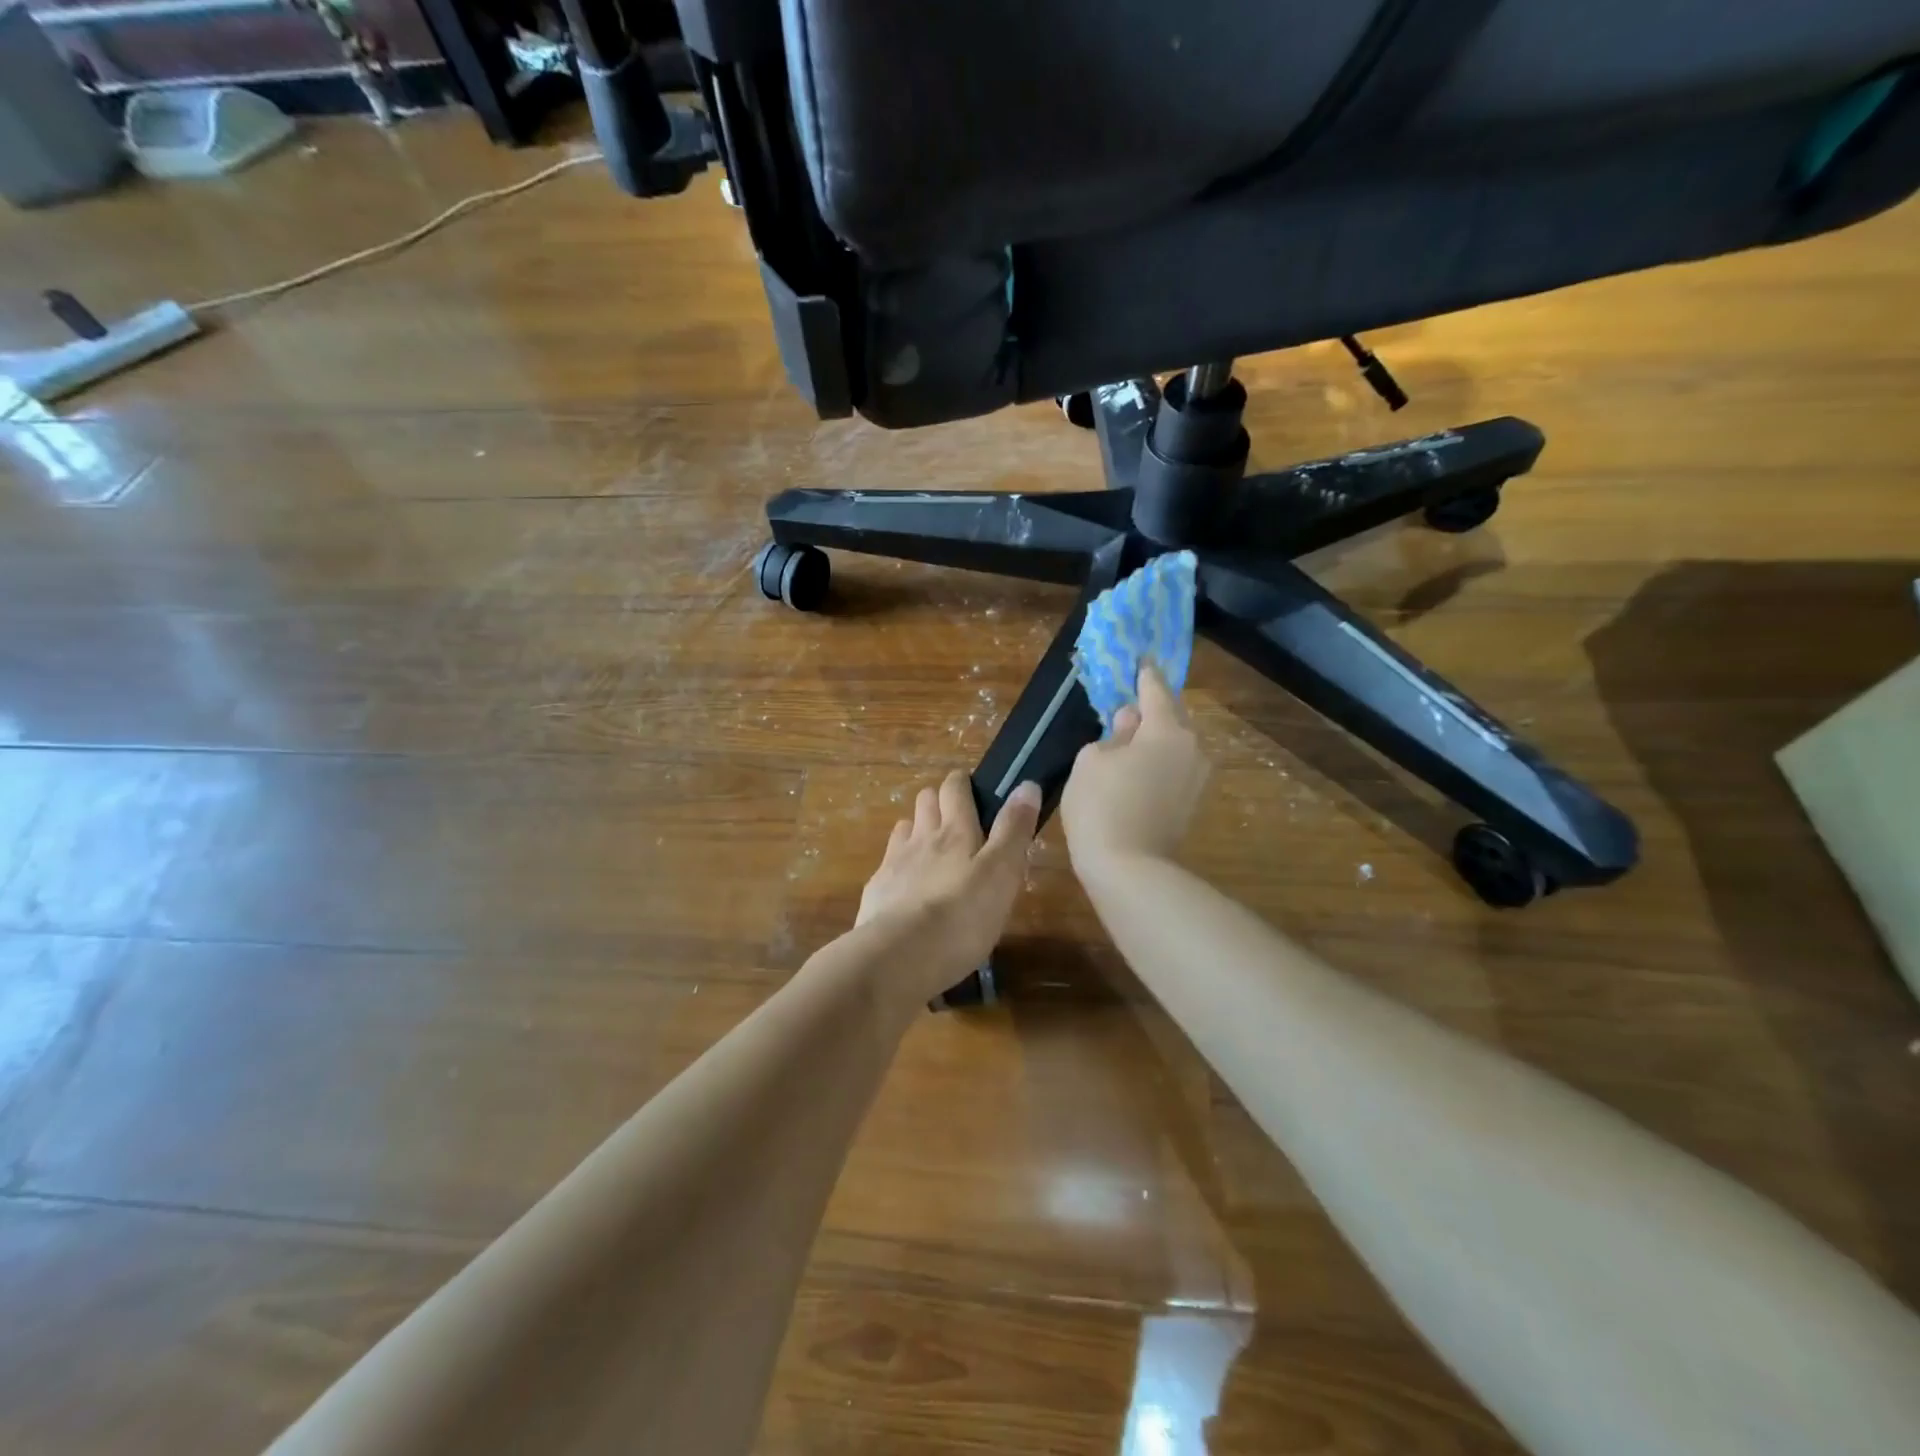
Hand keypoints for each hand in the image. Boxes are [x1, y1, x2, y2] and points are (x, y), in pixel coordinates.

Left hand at [857, 771, 1041, 997]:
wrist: (899, 957)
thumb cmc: (962, 916)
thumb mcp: (1001, 873)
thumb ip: (1013, 830)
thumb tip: (1026, 784)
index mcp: (955, 831)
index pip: (954, 788)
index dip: (962, 782)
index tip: (972, 787)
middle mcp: (921, 838)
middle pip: (925, 801)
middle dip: (938, 800)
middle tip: (957, 819)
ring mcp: (894, 863)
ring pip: (904, 828)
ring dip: (917, 829)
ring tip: (932, 848)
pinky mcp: (877, 891)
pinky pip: (888, 864)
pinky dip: (899, 864)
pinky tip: (907, 884)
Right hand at [1061, 664, 1210, 877]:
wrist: (1129, 870)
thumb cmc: (1102, 805)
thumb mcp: (1091, 760)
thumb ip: (1112, 734)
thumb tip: (1129, 724)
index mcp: (1167, 729)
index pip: (1156, 689)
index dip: (1145, 672)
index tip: (1142, 657)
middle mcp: (1191, 748)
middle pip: (1172, 717)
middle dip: (1152, 708)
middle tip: (1130, 701)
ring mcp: (1196, 778)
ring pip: (1174, 745)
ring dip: (1154, 738)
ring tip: (1128, 738)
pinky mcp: (1191, 804)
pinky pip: (1174, 769)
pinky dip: (1157, 762)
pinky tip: (1137, 768)